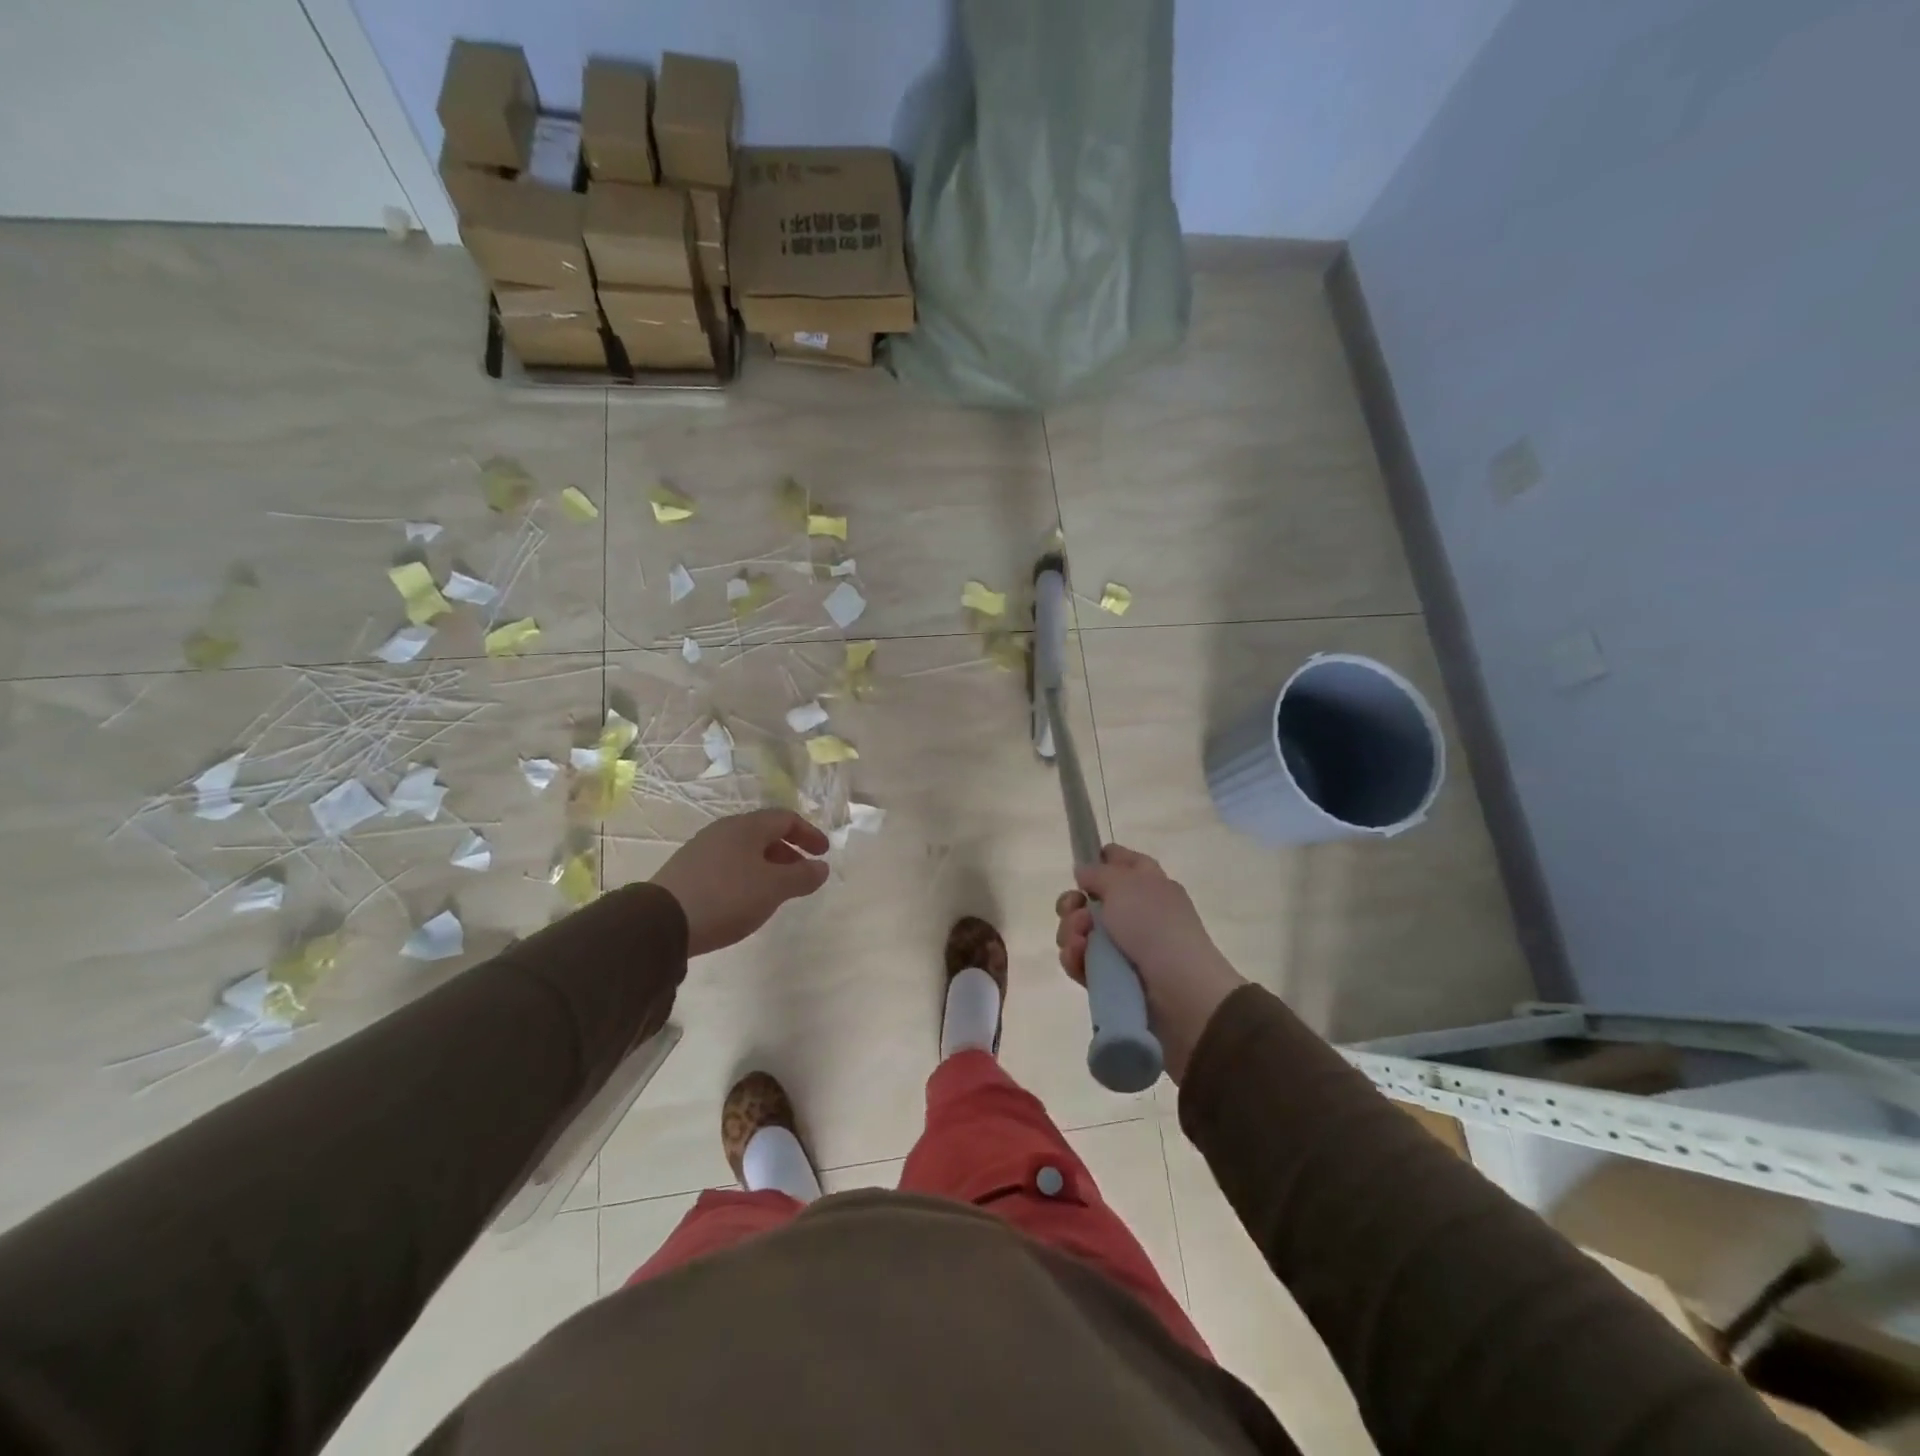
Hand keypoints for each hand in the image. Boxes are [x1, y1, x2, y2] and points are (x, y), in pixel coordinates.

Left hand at [651, 810, 829, 955]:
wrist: (661, 922)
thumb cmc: (727, 897)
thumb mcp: (773, 888)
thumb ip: (802, 876)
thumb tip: (821, 867)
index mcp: (747, 826)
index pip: (786, 818)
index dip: (809, 834)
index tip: (823, 854)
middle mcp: (724, 830)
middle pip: (764, 832)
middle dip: (789, 851)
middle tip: (803, 873)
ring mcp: (702, 848)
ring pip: (745, 849)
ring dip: (768, 864)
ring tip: (777, 890)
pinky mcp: (687, 870)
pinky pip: (728, 863)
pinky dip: (747, 874)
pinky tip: (746, 898)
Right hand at [1055, 844, 1245, 1081]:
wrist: (1179, 992)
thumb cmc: (1154, 926)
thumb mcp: (1124, 884)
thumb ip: (1097, 873)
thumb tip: (1083, 872)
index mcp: (1148, 884)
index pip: (1123, 861)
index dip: (1100, 859)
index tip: (1080, 867)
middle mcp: (1136, 912)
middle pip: (1092, 899)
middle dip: (1073, 903)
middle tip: (1074, 910)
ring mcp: (1124, 947)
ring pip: (1082, 931)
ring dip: (1071, 932)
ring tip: (1079, 941)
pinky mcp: (1112, 978)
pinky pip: (1082, 962)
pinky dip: (1075, 958)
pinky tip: (1076, 958)